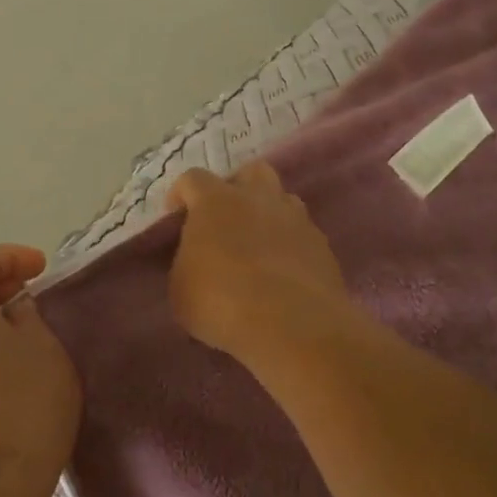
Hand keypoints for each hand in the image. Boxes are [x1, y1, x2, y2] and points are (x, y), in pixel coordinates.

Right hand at [165, 163, 359, 363]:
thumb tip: (194, 261)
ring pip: (283, 199)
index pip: (192, 179)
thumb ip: (185, 264)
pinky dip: (290, 244)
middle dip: (237, 188)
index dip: (180, 194)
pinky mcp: (321, 245)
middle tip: (226, 218)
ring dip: (268, 214)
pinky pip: (302, 233)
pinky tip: (283, 271)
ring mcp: (295, 219)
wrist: (291, 324)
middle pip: (250, 172)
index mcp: (215, 201)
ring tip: (258, 244)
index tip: (175, 216)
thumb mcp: (180, 288)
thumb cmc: (221, 300)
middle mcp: (257, 198)